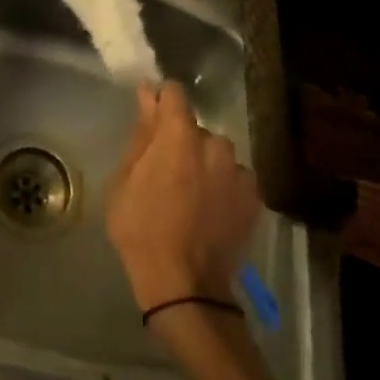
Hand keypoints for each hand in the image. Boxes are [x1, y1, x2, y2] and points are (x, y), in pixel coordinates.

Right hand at [106, 83, 260, 315]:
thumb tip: (147, 94)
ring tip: (191, 197)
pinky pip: (233, 178)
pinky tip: (210, 211)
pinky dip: (222, 186)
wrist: (185, 287)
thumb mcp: (124, 180)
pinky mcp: (254, 197)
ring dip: (204, 164)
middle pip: (195, 128)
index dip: (161, 102)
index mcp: (179, 134)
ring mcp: (238, 171)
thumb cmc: (142, 230)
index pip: (174, 93)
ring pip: (216, 154)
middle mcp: (215, 143)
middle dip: (180, 141)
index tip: (151, 120)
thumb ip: (141, 134)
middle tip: (165, 173)